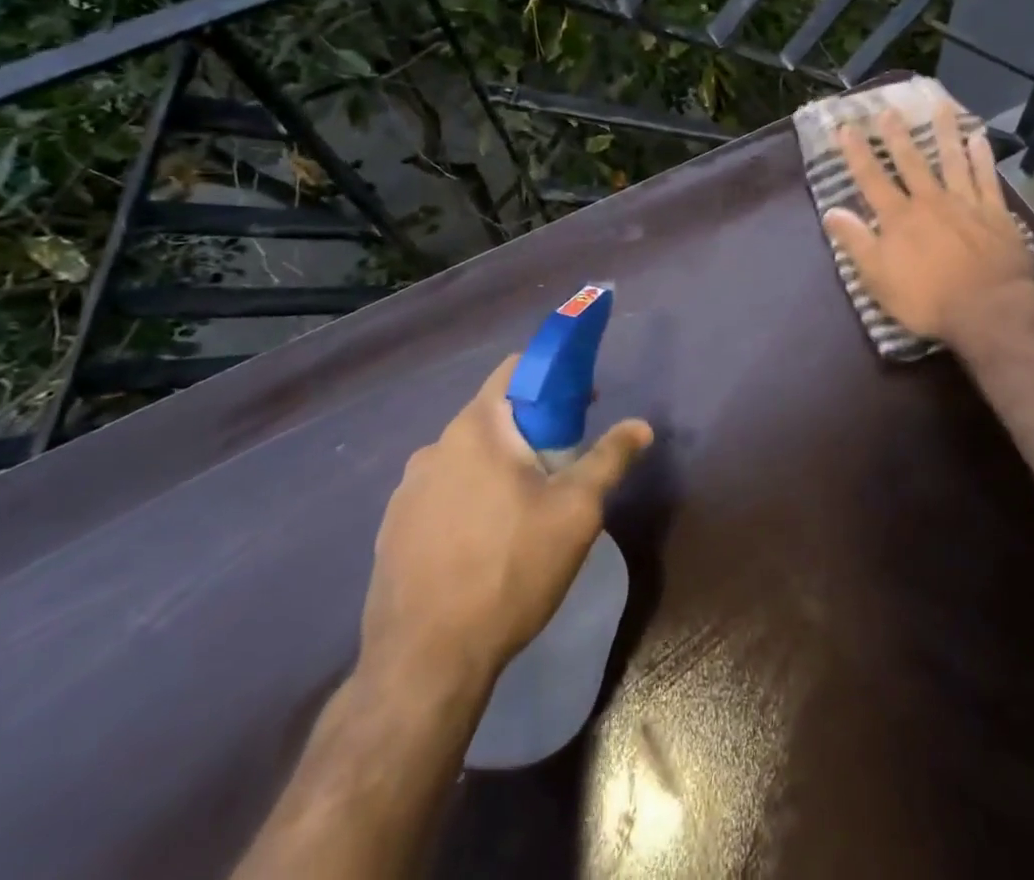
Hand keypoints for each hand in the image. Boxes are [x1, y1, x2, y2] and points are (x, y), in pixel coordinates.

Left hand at [359, 356, 653, 689]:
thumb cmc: (509, 570)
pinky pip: (442, 495)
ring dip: (499, 469)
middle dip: (532, 431)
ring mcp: (406, 491)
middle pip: (493, 417)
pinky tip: (485, 546)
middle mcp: (434, 447)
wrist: (423, 664)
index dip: (553, 376)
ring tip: (526, 513)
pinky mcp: (393, 530)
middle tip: (562, 467)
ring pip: (467, 459)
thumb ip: (609, 459)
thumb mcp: (576, 512)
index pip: (514, 370)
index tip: (581, 406)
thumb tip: (641, 426)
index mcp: (475, 428)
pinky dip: (469, 501)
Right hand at [821, 99, 1033, 350]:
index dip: (857, 153)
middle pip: (911, 162)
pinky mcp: (995, 214)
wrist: (990, 309)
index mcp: (898, 218)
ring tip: (940, 106)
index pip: (871, 179)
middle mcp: (929, 201)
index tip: (846, 128)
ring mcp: (965, 204)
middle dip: (897, 135)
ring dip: (944, 132)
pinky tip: (979, 138)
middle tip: (888, 109)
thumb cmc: (928, 299)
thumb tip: (831, 211)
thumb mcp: (878, 278)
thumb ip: (856, 242)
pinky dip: (982, 157)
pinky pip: (986, 178)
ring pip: (952, 160)